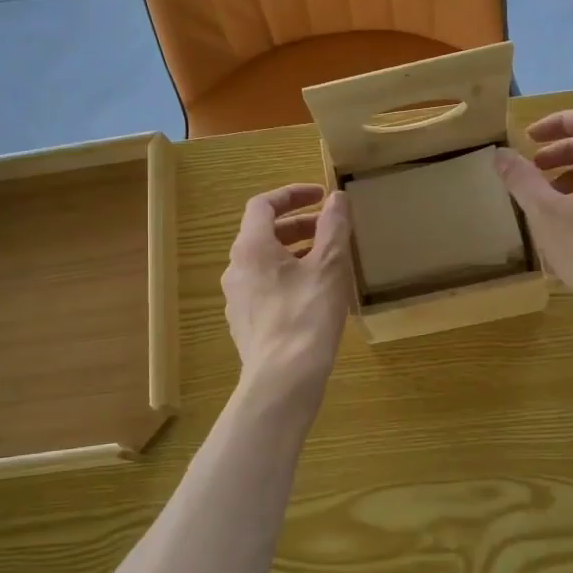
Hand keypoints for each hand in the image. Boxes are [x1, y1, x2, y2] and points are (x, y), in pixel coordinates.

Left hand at [222, 184, 353, 399]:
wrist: (283, 377)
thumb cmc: (307, 314)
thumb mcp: (330, 265)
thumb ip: (333, 227)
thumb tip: (336, 198)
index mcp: (251, 247)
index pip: (263, 205)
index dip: (292, 195)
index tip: (320, 196)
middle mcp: (235, 268)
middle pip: (263, 234)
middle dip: (297, 226)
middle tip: (329, 229)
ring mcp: (236, 298)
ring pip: (264, 263)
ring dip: (293, 253)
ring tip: (326, 262)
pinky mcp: (244, 323)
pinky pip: (264, 288)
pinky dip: (286, 278)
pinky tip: (312, 295)